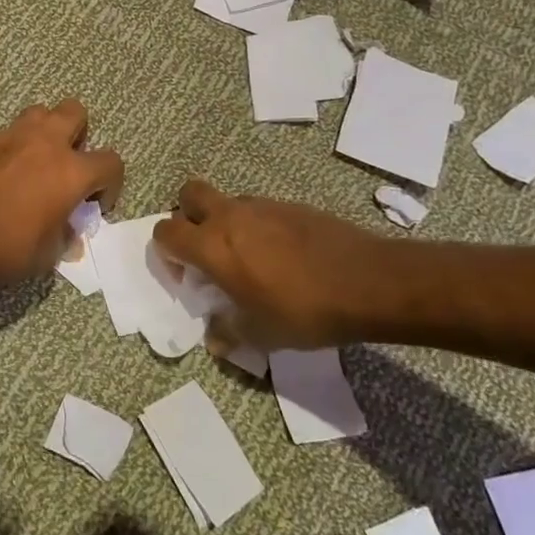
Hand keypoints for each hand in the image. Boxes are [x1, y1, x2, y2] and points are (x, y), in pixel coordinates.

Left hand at [0, 100, 124, 288]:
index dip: (110, 183)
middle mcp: (44, 143)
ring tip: (33, 162)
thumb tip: (67, 230)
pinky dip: (5, 151)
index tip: (97, 203)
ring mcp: (8, 136)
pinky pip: (1, 136)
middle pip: (74, 111)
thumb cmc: (7, 248)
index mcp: (71, 171)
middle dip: (78, 133)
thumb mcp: (48, 254)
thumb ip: (64, 234)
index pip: (111, 162)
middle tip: (66, 164)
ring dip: (42, 132)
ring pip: (37, 113)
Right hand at [153, 179, 392, 349]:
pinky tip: (282, 255)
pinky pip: (259, 209)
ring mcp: (262, 206)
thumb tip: (215, 339)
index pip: (165, 232)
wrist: (369, 282)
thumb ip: (229, 332)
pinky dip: (257, 226)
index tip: (185, 274)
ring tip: (249, 257)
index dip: (166, 251)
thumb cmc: (304, 311)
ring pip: (227, 201)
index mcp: (213, 246)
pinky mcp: (291, 205)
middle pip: (189, 195)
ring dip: (225, 222)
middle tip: (205, 249)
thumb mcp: (261, 334)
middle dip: (188, 216)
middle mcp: (230, 217)